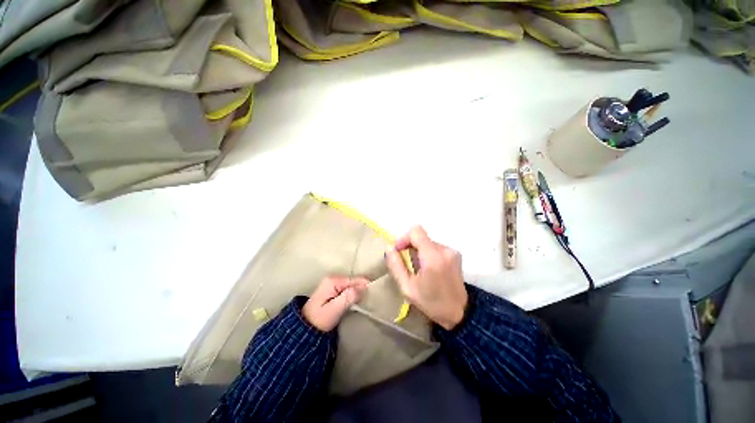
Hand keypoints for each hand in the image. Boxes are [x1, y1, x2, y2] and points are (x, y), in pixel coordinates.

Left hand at [303, 276, 368, 331]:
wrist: (303, 329)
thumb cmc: (319, 320)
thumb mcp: (334, 310)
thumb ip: (348, 297)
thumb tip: (363, 288)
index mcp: (333, 281)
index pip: (354, 280)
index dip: (365, 286)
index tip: (374, 294)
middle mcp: (333, 278)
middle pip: (353, 281)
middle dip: (362, 289)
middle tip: (370, 299)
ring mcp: (332, 283)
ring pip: (351, 285)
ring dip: (358, 292)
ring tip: (366, 301)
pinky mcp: (333, 290)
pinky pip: (347, 289)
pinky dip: (353, 294)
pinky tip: (357, 300)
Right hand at [386, 226, 467, 329]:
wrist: (459, 313)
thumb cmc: (431, 302)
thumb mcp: (407, 287)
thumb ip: (396, 265)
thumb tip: (389, 248)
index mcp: (432, 257)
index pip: (416, 231)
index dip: (404, 238)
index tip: (399, 251)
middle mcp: (444, 249)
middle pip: (421, 237)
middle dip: (410, 247)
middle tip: (406, 264)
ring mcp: (451, 251)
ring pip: (427, 242)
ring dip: (419, 251)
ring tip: (418, 269)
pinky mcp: (455, 254)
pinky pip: (435, 247)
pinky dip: (428, 254)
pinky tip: (429, 269)